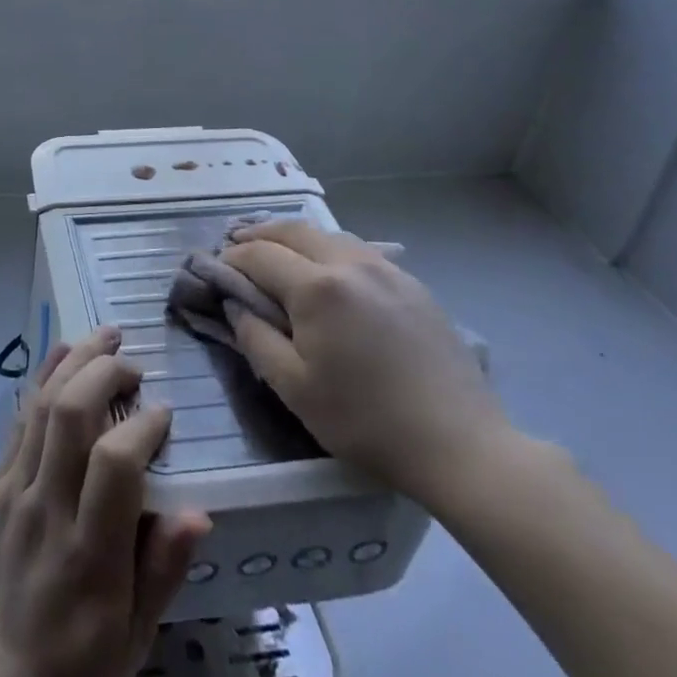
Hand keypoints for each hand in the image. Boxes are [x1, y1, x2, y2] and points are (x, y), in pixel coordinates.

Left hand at [0, 328, 210, 676]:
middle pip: (71, 415)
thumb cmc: (79, 661)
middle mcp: (46, 509)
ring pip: (42, 406)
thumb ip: (165, 569)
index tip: (164, 413)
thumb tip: (200, 511)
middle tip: (134, 363)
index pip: (115, 463)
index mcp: (89, 552)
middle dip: (105, 373)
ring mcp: (13, 491)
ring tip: (105, 335)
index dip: (143, 425)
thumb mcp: (137, 636)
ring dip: (75, 362)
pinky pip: (19, 420)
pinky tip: (63, 353)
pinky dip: (43, 378)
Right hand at [221, 221, 507, 507]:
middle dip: (259, 234)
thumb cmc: (367, 422)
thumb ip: (255, 338)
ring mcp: (386, 269)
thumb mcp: (295, 389)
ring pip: (328, 235)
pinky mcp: (413, 284)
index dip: (232, 259)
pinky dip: (329, 249)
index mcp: (316, 288)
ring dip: (295, 237)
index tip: (215, 269)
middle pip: (293, 230)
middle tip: (236, 244)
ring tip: (277, 250)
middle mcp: (349, 263)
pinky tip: (328, 270)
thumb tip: (236, 305)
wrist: (461, 446)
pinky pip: (359, 251)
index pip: (259, 255)